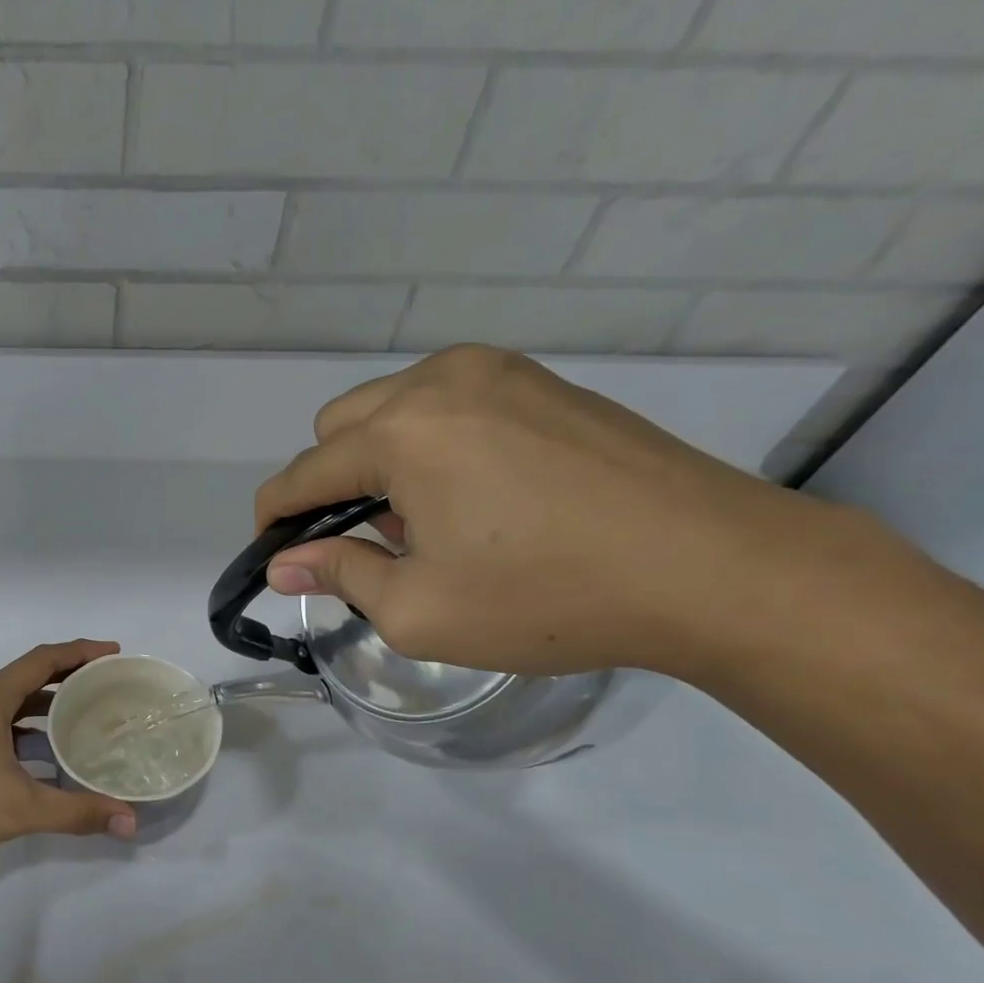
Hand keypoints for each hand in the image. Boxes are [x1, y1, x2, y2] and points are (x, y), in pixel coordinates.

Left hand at [0, 640, 138, 880]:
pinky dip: (26, 730)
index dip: (81, 652)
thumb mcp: (21, 809)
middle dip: (69, 678)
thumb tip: (131, 821)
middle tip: (108, 687)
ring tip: (86, 718)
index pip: (43, 660)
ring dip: (46, 707)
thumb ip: (78, 812)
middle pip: (28, 677)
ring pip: (11, 703)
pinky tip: (46, 755)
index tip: (114, 653)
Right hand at [254, 344, 825, 677]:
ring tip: (425, 523)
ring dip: (380, 460)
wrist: (714, 568)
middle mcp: (440, 382)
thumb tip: (282, 563)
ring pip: (392, 407)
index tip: (269, 550)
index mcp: (402, 433)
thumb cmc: (547, 598)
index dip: (274, 516)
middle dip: (330, 483)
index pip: (303, 472)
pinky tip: (474, 496)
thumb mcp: (418, 610)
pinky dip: (431, 444)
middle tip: (366, 543)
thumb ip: (338, 574)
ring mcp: (498, 372)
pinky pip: (448, 403)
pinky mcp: (543, 382)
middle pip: (338, 425)